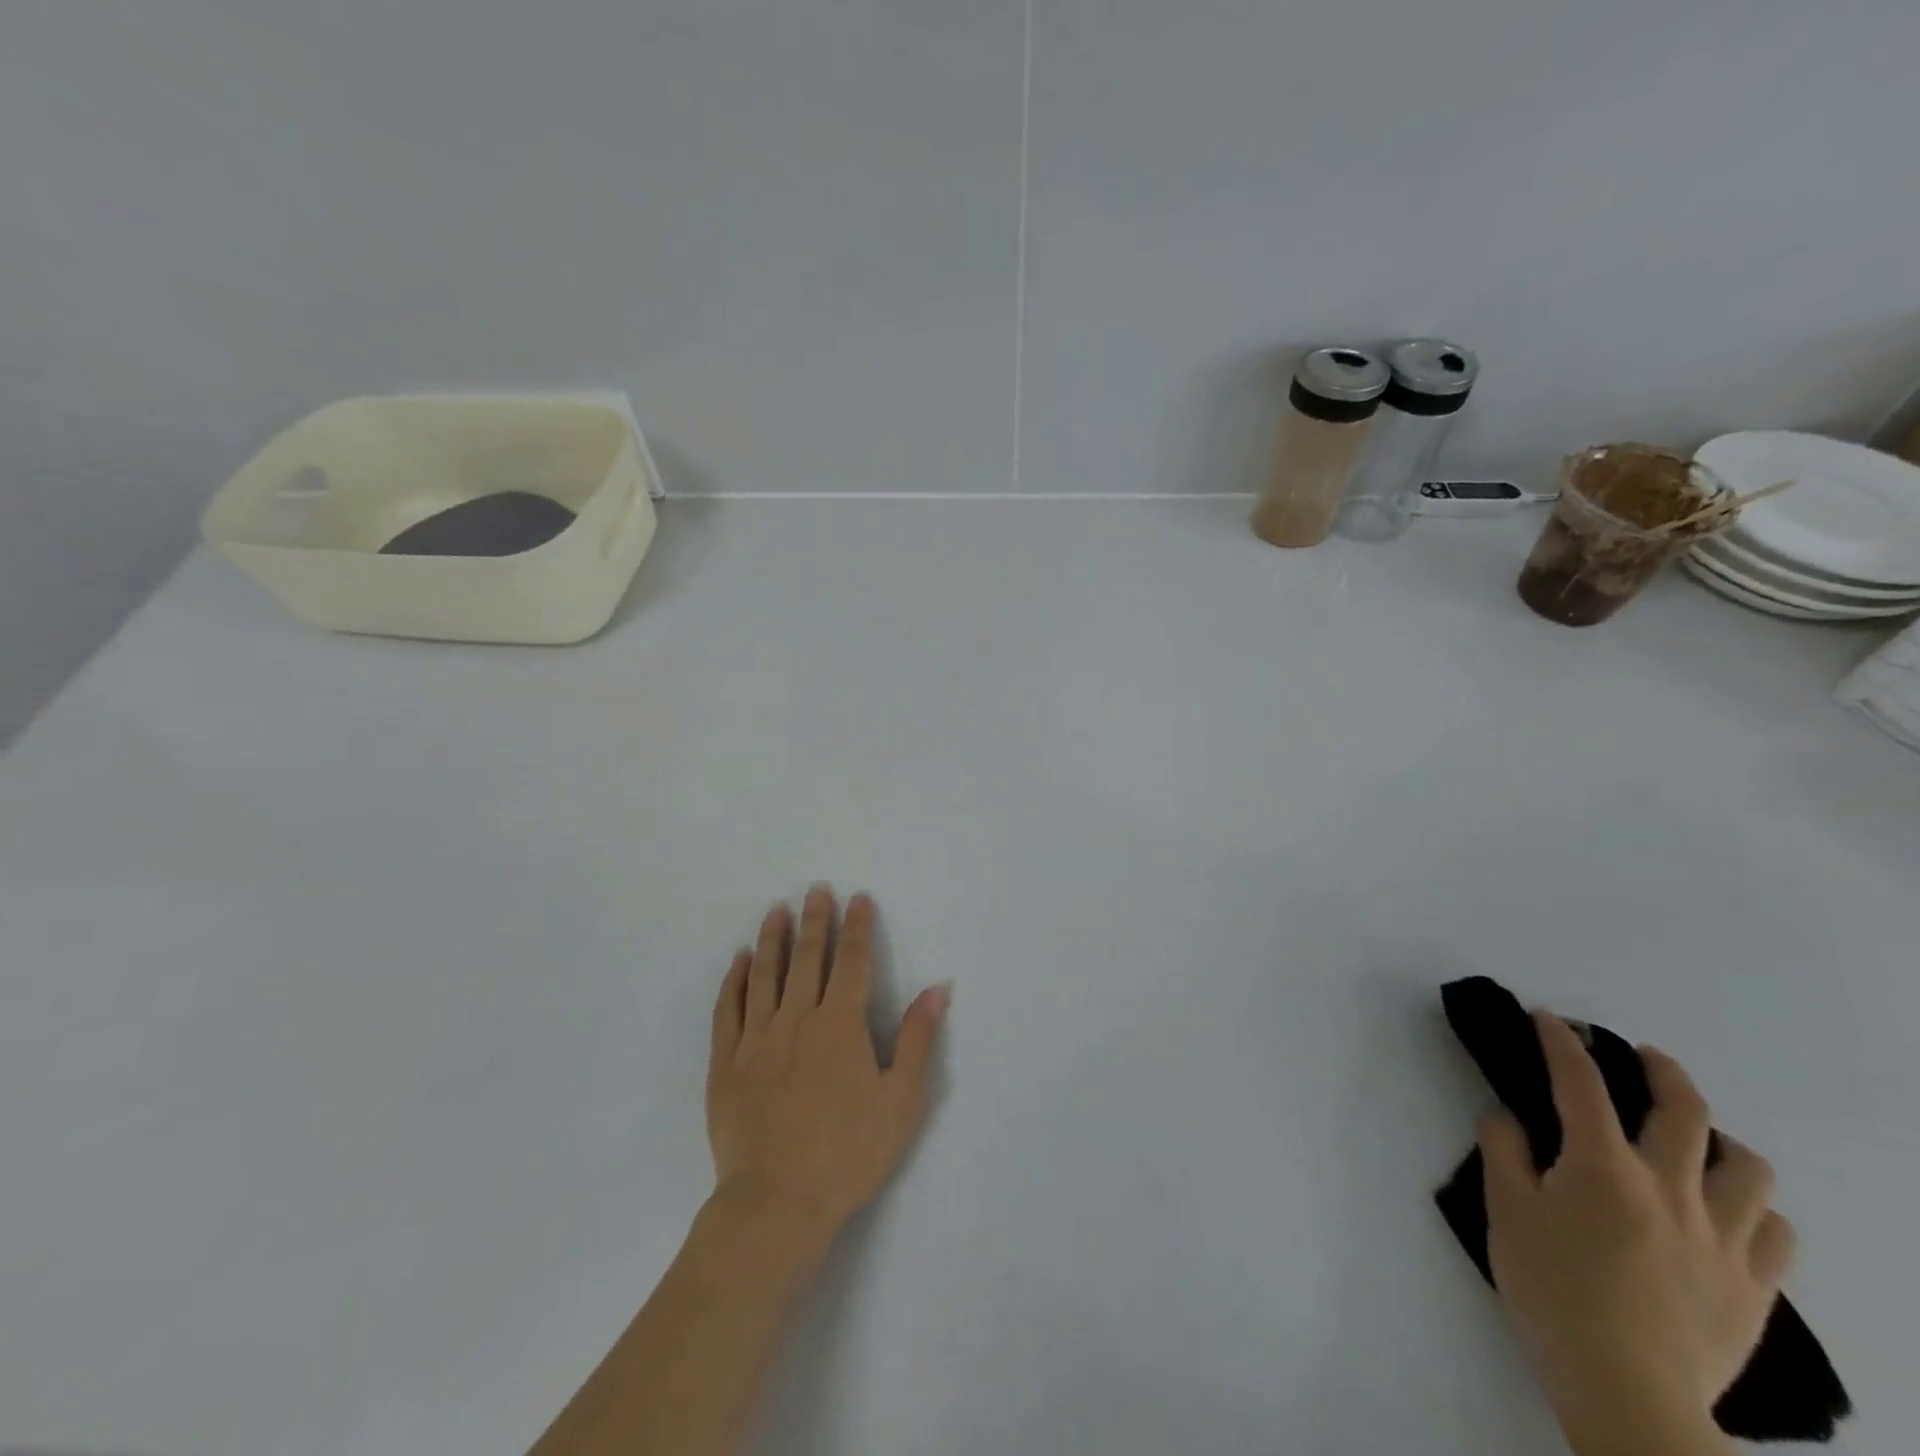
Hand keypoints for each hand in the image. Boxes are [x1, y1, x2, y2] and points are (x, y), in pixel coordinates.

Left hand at [707, 888, 950, 1242]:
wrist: (777, 1204)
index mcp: (840, 1025)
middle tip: (816, 889)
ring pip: (765, 974)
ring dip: (773, 939)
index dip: (857, 926)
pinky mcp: (726, 1063)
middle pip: (807, 958)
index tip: (858, 897)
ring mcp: (757, 1039)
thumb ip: (918, 1039)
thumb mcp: (901, 1100)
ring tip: (777, 911)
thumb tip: (938, 988)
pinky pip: (729, 1009)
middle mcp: (797, 1019)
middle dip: (815, 920)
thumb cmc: (849, 1152)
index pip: (851, 961)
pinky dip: (734, 980)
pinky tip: (739, 961)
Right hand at [1480, 1014, 1795, 1448]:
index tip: (1550, 1019)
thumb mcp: (1504, 1211)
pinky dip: (1757, 1208)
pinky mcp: (1754, 1285)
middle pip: (1685, 1112)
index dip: (1562, 1042)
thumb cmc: (1552, 1289)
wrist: (1626, 1389)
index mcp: (1603, 1166)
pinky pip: (1777, 1233)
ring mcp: (1722, 1238)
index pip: (1581, 1083)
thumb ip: (1503, 1151)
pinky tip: (1734, 1210)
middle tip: (1643, 1054)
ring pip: (1749, 1169)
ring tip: (1701, 1139)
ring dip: (1723, 1140)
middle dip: (1663, 1070)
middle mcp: (1670, 1188)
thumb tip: (1508, 1116)